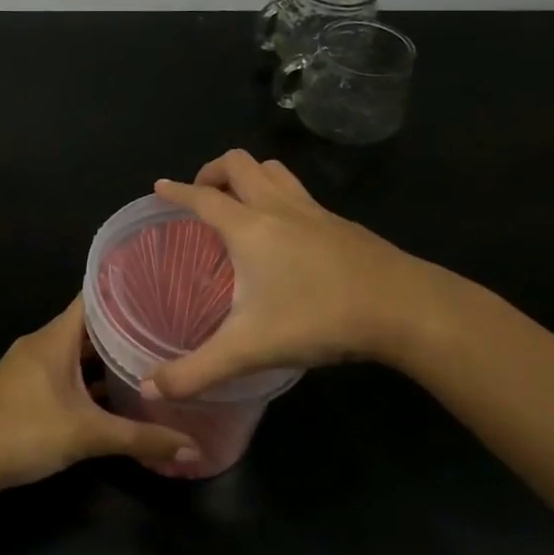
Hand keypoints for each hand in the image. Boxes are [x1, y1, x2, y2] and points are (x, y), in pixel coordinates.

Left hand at [0, 299, 201, 488]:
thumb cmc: (24, 432)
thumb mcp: (87, 435)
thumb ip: (140, 439)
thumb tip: (193, 449)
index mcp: (55, 337)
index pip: (94, 297)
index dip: (125, 289)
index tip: (160, 288)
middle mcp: (42, 342)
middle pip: (88, 325)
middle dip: (124, 327)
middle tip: (166, 328)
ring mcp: (29, 365)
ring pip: (75, 351)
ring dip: (105, 356)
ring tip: (147, 359)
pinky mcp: (23, 387)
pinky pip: (63, 371)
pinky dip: (86, 377)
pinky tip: (111, 394)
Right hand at [148, 149, 446, 398]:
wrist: (402, 307)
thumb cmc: (317, 318)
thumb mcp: (249, 349)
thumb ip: (196, 371)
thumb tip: (151, 390)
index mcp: (248, 227)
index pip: (202, 198)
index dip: (177, 190)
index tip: (160, 186)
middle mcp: (277, 207)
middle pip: (239, 163)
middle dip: (212, 171)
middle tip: (202, 196)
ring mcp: (314, 210)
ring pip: (273, 169)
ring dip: (250, 175)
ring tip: (239, 201)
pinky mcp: (341, 223)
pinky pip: (300, 192)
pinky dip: (280, 195)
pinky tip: (287, 230)